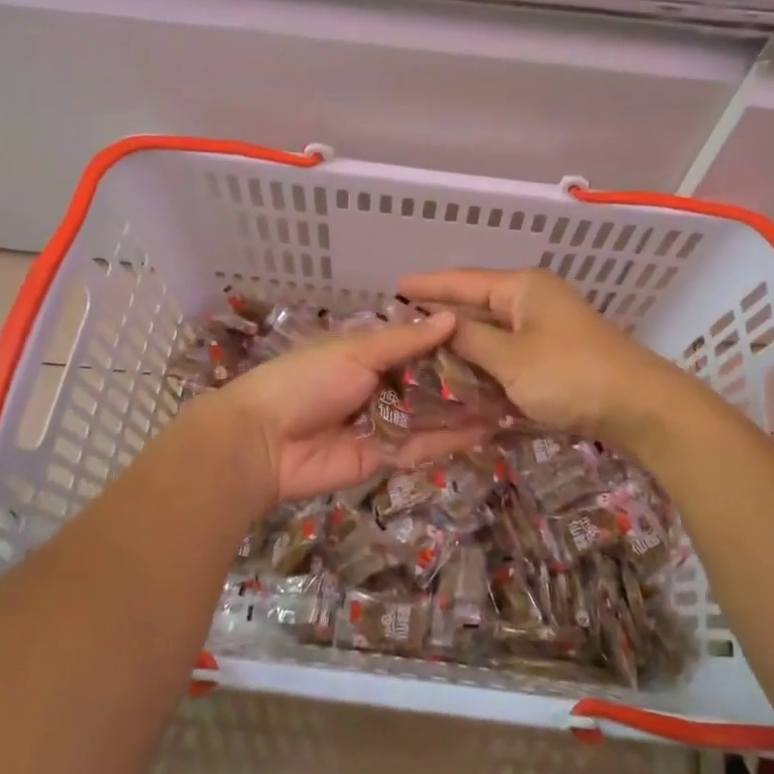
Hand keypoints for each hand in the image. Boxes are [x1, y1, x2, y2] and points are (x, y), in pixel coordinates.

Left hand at [213, 311, 487, 507]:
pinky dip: (450, 439)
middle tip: (511, 375)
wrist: (262, 441)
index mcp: (368, 353)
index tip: (491, 337)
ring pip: (431, 415)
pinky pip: (422, 445)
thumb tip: (451, 317)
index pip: (418, 345)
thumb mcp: (356, 351)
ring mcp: (384, 422)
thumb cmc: (306, 381)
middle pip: (429, 382)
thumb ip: (405, 341)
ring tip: (509, 402)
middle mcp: (380, 385)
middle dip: (464, 380)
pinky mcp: (385, 457)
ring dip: (464, 410)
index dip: (451, 343)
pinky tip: (485, 430)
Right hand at [397, 267, 685, 447]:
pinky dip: (484, 362)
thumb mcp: (511, 359)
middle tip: (399, 326)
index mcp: (522, 288)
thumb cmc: (570, 375)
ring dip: (461, 343)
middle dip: (440, 316)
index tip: (394, 288)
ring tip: (420, 352)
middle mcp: (532, 300)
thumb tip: (436, 324)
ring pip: (491, 332)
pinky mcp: (554, 356)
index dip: (427, 285)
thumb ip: (469, 340)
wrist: (639, 408)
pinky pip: (507, 353)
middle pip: (476, 304)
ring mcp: (546, 328)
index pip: (463, 280)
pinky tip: (460, 375)